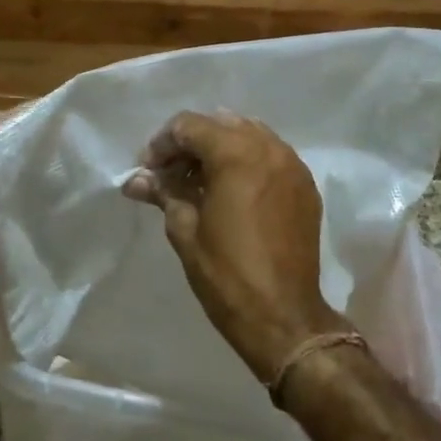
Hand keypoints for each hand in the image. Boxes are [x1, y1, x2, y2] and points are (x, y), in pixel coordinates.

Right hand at [121, 110, 341, 381]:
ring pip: (249, 135)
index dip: (162, 144)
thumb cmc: (226, 274)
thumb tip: (135, 180)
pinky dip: (246, 161)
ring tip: (199, 181)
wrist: (283, 317)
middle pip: (220, 124)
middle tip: (170, 174)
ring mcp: (292, 165)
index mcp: (237, 154)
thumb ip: (164, 193)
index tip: (148, 171)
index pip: (190, 125)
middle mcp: (269, 149)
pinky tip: (231, 190)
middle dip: (191, 143)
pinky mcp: (305, 186)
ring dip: (220, 148)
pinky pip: (270, 155)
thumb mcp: (185, 229)